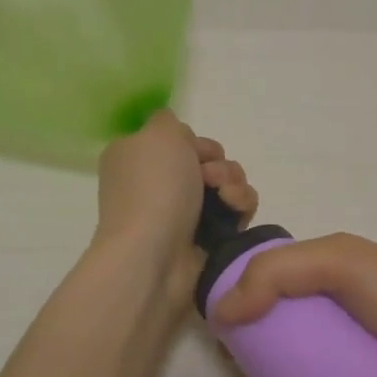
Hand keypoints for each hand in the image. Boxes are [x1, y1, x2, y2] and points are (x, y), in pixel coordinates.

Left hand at [94, 109, 257, 307]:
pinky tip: (235, 213)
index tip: (193, 150)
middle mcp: (157, 183)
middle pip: (206, 159)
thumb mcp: (157, 133)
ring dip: (233, 182)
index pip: (177, 139)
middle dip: (218, 162)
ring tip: (225, 197)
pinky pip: (235, 210)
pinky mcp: (206, 237)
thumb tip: (176, 134)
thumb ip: (168, 120)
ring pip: (226, 182)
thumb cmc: (153, 188)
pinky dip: (240, 206)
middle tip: (208, 176)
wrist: (154, 256)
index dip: (192, 141)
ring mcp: (182, 212)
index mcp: (136, 157)